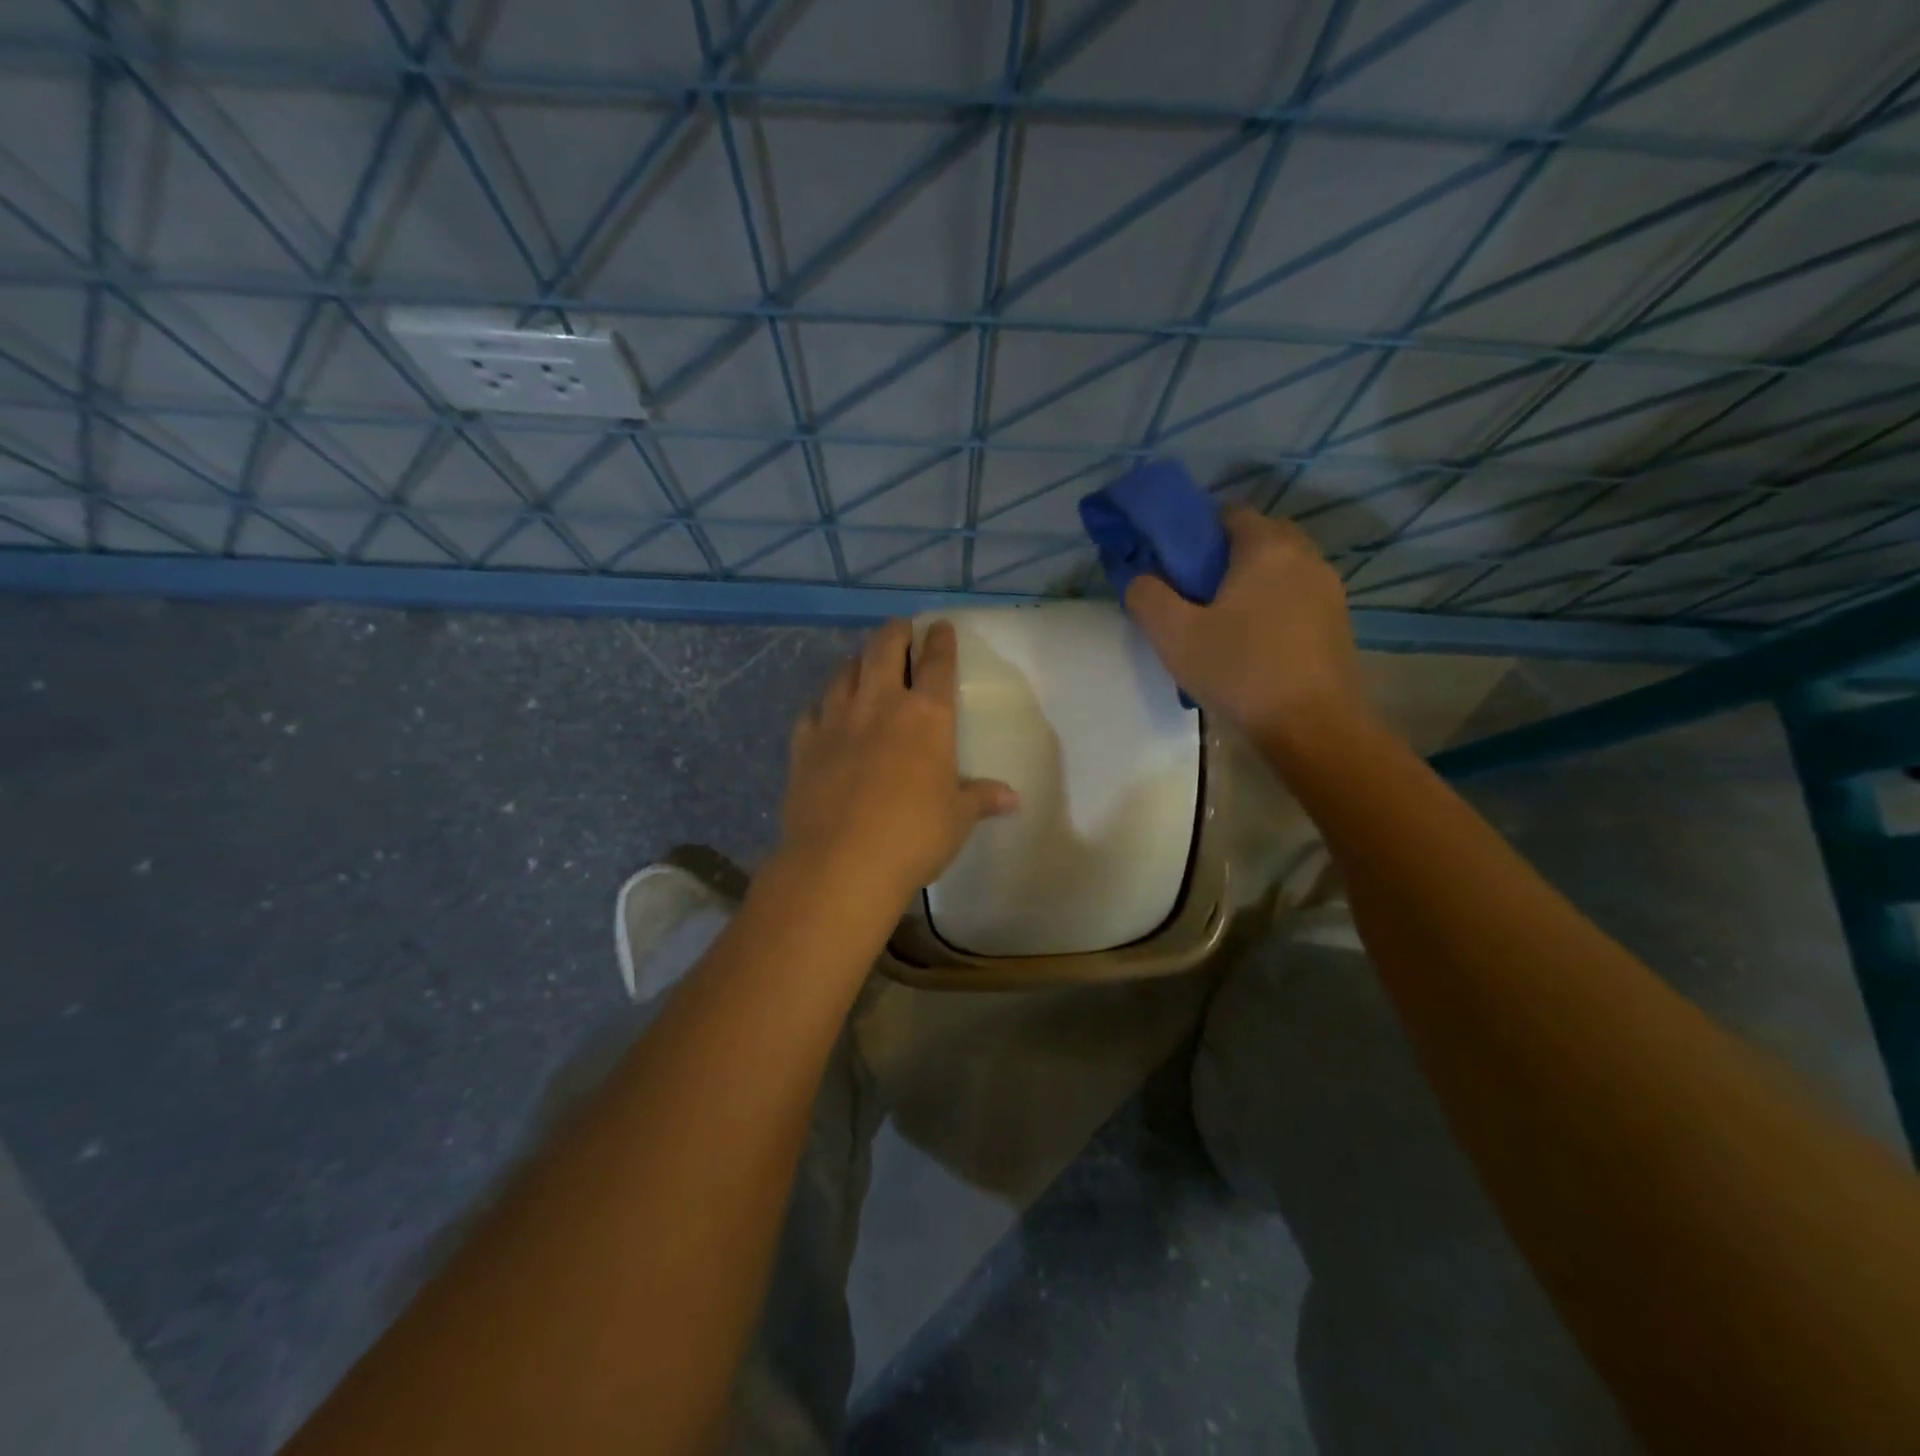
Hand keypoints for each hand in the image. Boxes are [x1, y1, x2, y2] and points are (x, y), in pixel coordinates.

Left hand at [780, 619, 1018, 908]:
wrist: (841, 864)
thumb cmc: (913, 837)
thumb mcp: (957, 819)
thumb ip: (981, 798)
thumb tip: (1013, 798)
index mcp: (925, 717)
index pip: (937, 664)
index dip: (940, 641)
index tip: (939, 627)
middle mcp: (879, 706)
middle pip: (884, 650)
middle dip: (895, 633)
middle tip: (900, 628)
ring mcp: (836, 722)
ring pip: (844, 673)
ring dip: (857, 661)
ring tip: (863, 660)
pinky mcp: (804, 747)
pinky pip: (811, 712)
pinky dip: (822, 706)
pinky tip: (823, 712)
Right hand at [1125, 507, 1369, 748]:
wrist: (1313, 727)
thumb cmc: (1240, 671)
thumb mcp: (1174, 635)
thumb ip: (1147, 596)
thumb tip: (1140, 578)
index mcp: (1266, 545)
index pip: (1226, 514)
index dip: (1194, 536)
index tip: (1174, 570)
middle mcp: (1305, 555)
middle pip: (1255, 540)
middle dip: (1222, 561)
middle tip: (1194, 599)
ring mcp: (1328, 589)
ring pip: (1278, 572)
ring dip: (1249, 588)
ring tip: (1221, 629)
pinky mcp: (1338, 622)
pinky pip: (1295, 600)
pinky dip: (1272, 611)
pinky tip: (1253, 649)